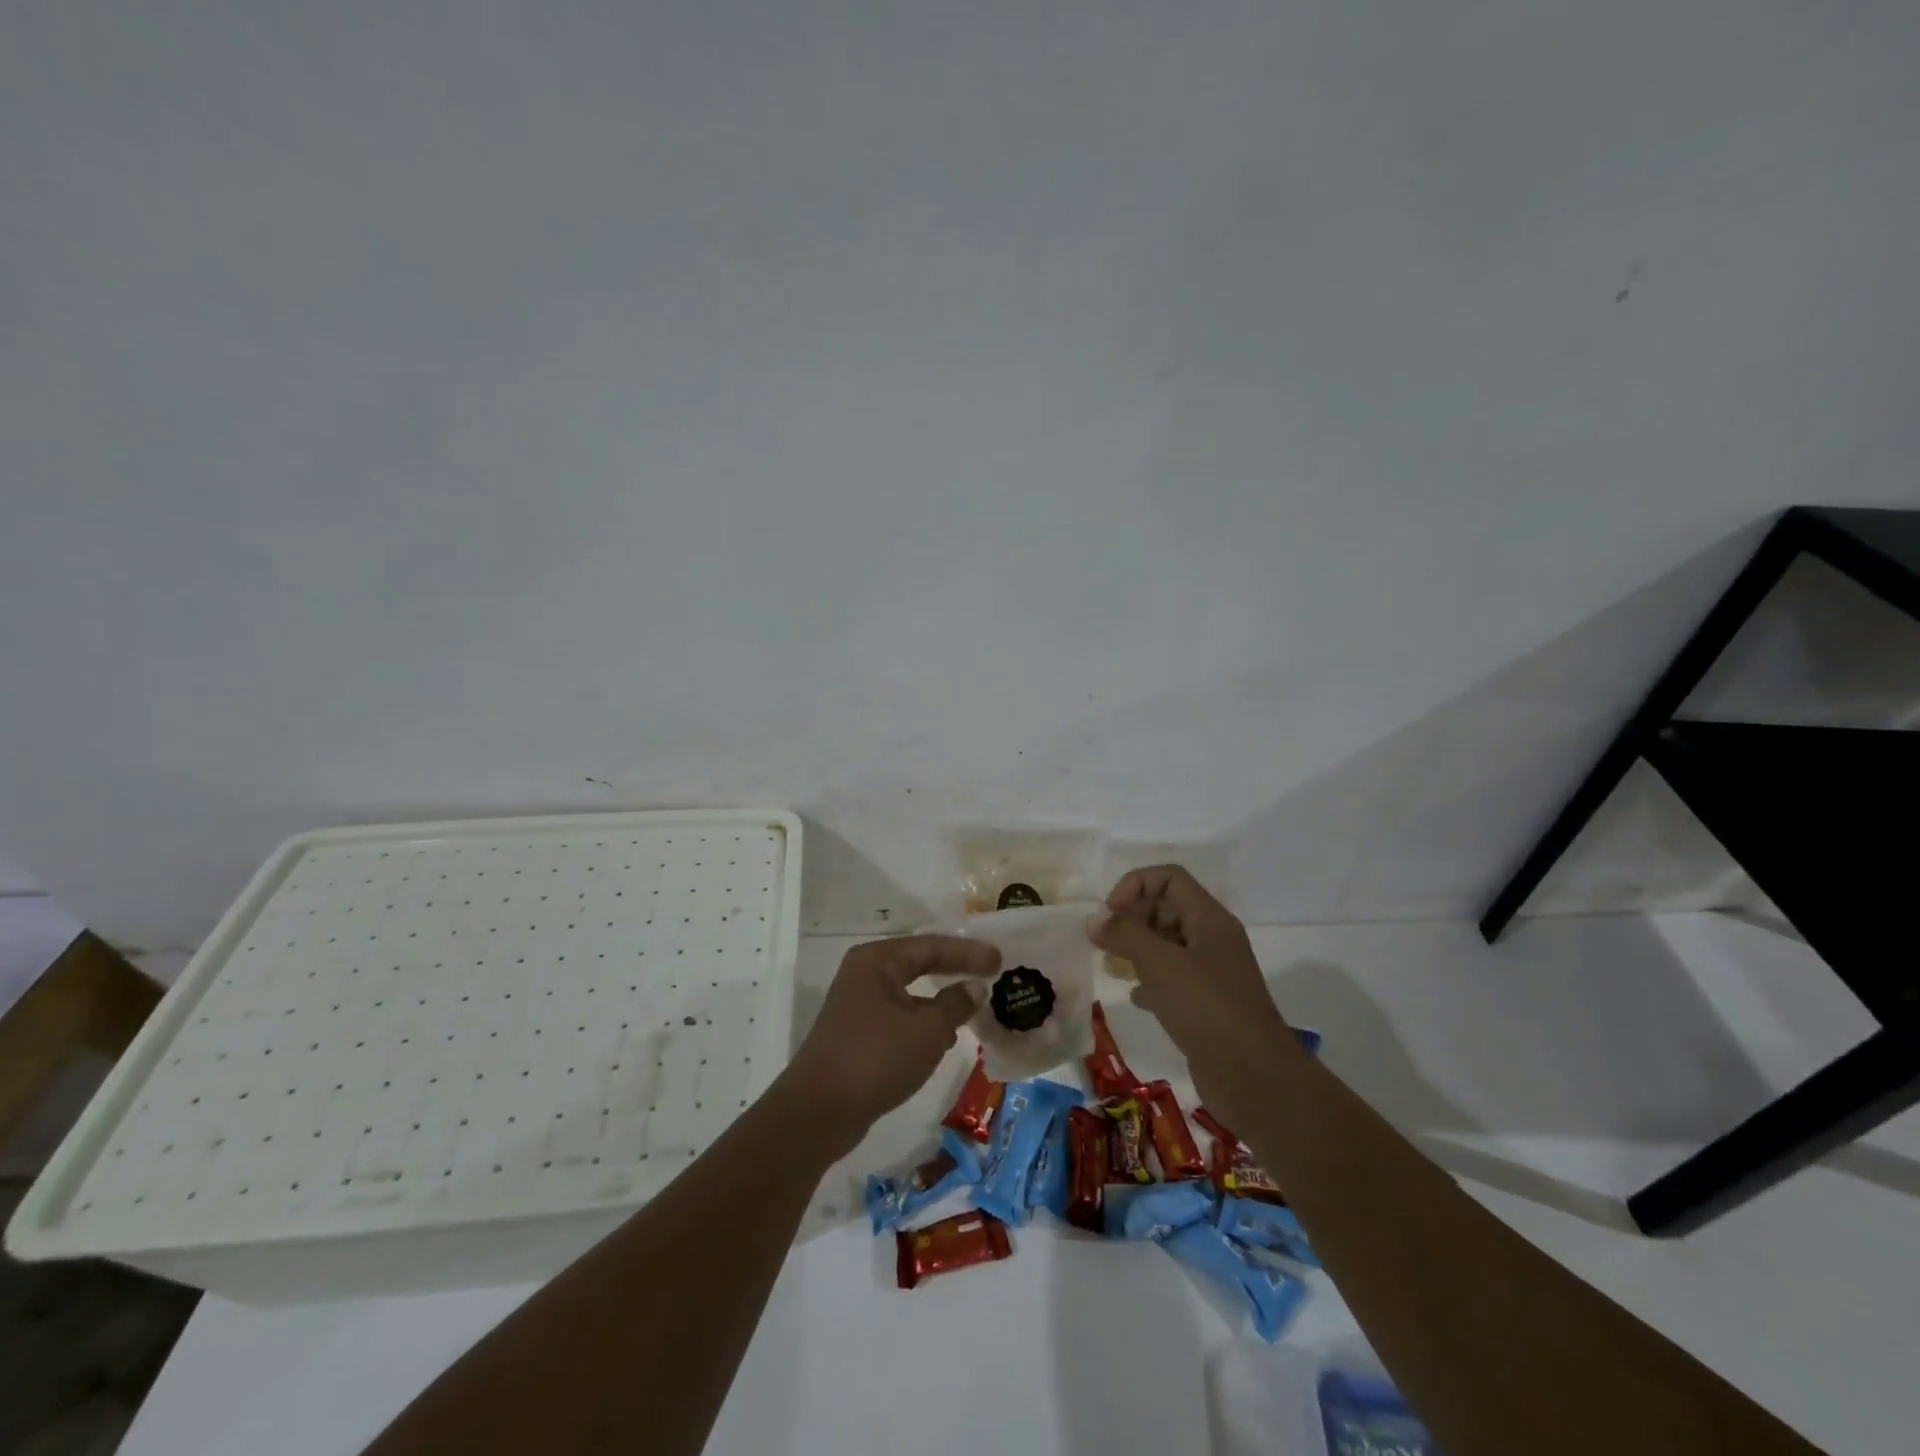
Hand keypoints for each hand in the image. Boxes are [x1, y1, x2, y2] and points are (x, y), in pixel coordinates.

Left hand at [780, 935, 1001, 1145]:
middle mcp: (865, 974)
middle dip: (954, 971)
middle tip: (991, 974)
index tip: (1000, 959)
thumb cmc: (876, 1058)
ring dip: (940, 1000)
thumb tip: (974, 988)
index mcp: (878, 960)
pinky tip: (943, 1039)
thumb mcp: (927, 1030)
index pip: (931, 946)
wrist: (819, 1112)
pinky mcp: (857, 1034)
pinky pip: (900, 1017)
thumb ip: (955, 1004)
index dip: (968, 953)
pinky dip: (923, 1023)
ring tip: (974, 1007)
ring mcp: (857, 1005)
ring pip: (909, 994)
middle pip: (919, 964)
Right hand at [1089, 866, 1294, 1125]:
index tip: (1110, 913)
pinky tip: (1135, 997)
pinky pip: (1173, 978)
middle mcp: (1212, 939)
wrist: (1255, 1078)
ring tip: (1111, 964)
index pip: (1169, 878)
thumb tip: (1094, 919)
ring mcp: (1212, 973)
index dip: (1135, 885)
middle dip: (1133, 916)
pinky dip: (1150, 980)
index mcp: (1209, 919)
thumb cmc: (1207, 1009)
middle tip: (1105, 940)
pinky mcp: (1207, 1004)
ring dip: (1138, 947)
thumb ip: (1125, 935)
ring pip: (1168, 944)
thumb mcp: (1160, 965)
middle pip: (1167, 907)